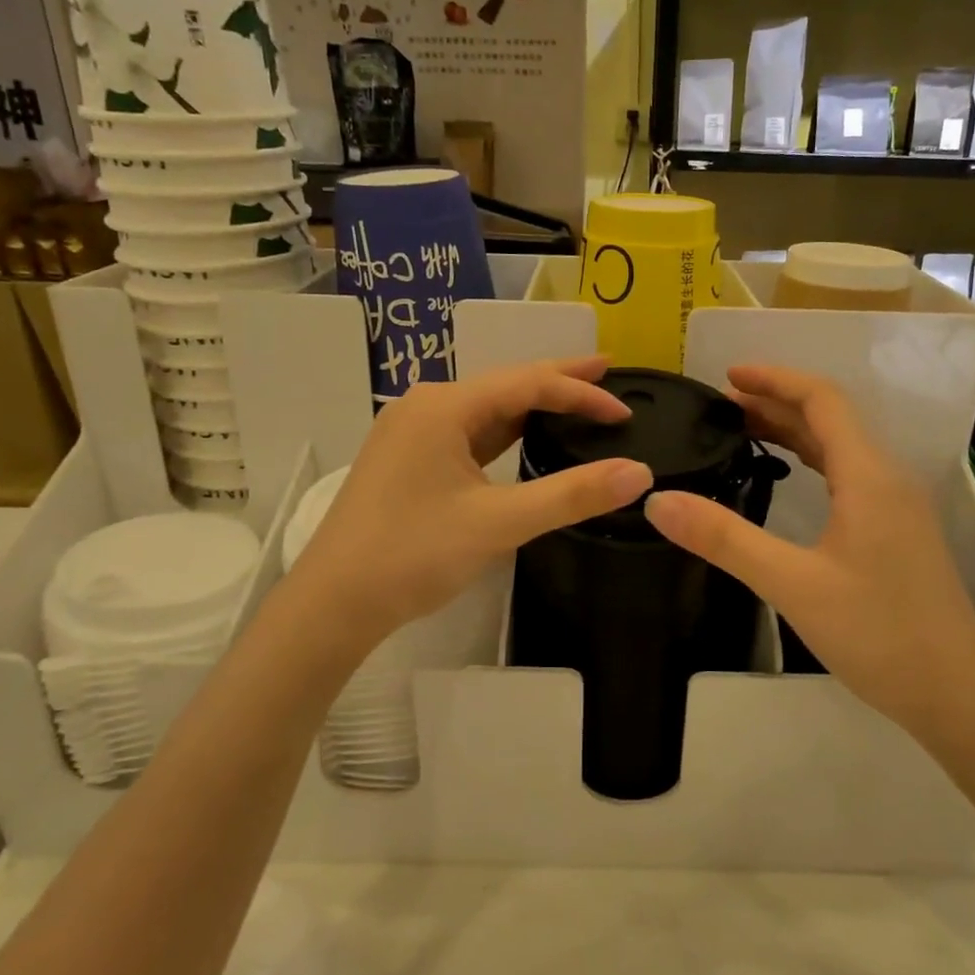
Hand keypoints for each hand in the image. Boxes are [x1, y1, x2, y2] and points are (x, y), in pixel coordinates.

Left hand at [287, 356, 652, 646]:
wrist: (334, 602)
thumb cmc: (414, 554)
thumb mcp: (500, 522)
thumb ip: (572, 495)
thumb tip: (640, 474)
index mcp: (444, 406)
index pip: (528, 384)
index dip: (581, 394)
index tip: (625, 410)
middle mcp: (426, 406)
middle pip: (505, 385)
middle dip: (558, 381)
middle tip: (608, 373)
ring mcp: (412, 432)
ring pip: (486, 409)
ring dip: (531, 406)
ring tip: (576, 401)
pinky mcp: (408, 458)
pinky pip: (468, 433)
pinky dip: (504, 432)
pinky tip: (524, 437)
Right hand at [643, 366, 974, 737]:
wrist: (956, 694)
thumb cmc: (878, 633)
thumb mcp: (792, 584)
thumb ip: (724, 539)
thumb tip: (657, 502)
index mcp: (869, 476)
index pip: (822, 400)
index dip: (775, 379)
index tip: (727, 377)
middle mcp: (887, 479)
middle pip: (830, 420)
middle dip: (776, 403)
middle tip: (720, 408)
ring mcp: (896, 507)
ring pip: (840, 449)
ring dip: (794, 432)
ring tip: (742, 432)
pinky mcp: (895, 534)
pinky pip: (848, 478)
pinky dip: (811, 463)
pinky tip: (787, 481)